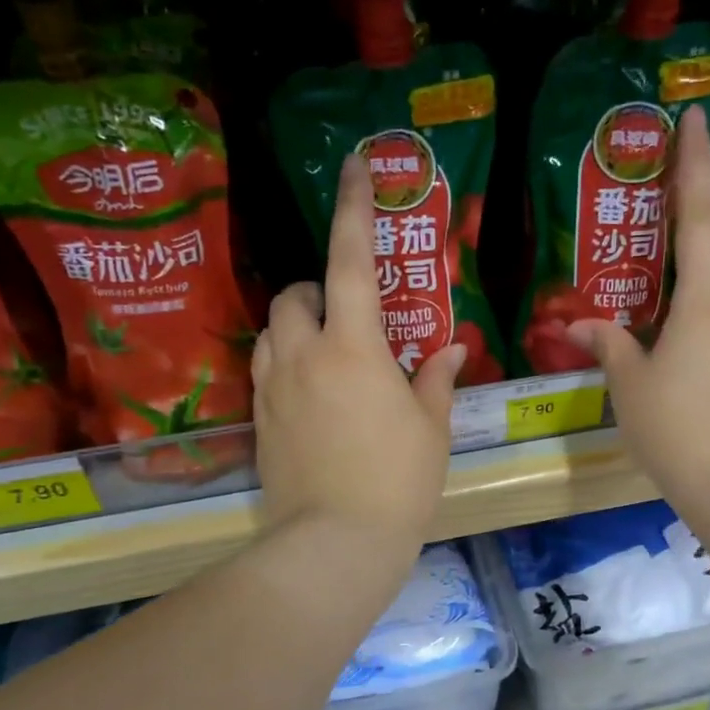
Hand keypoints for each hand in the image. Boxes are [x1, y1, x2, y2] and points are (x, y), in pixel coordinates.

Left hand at [252, 153, 464, 557]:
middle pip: (295, 294)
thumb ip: (436, 379)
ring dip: (298, 326)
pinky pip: (266, 370)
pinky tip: (312, 394)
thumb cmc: (398, 482)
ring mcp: (274, 388)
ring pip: (272, 331)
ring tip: (329, 354)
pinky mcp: (259, 420)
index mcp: (354, 349)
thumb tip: (449, 349)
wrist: (336, 542)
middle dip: (318, 289)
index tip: (355, 167)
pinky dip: (286, 362)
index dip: (354, 209)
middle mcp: (304, 356)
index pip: (350, 262)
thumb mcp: (431, 429)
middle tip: (350, 316)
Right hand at [569, 106, 709, 511]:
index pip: (697, 216)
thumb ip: (609, 345)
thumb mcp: (629, 384)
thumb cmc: (674, 426)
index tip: (695, 118)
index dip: (693, 164)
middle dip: (684, 246)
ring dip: (692, 298)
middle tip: (650, 252)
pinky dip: (706, 330)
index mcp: (703, 300)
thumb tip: (578, 325)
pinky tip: (685, 363)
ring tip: (659, 326)